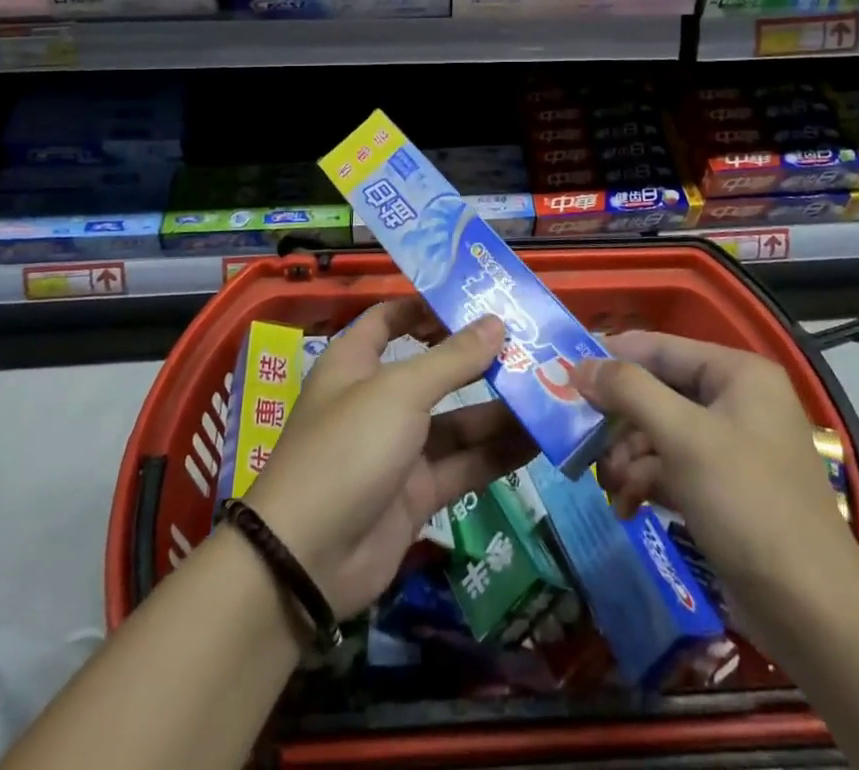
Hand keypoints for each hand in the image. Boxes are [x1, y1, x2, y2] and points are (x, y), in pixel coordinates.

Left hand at [242, 299, 534, 619]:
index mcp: (357, 361)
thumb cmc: (348, 447)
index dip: (428, 306)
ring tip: (550, 391)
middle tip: (532, 345)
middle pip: (434, 369)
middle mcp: (378, 399)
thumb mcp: (400, 392)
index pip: (391, 318)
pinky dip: (497, 453)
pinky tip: (539, 440)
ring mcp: (399, 448)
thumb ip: (452, 359)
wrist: (308, 559)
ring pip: (456, 420)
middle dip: (479, 359)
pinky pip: (464, 464)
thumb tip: (496, 322)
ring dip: (498, 409)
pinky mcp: (417, 492)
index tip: (475, 300)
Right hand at [572, 331, 855, 589]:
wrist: (814, 612)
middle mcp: (737, 400)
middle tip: (583, 444)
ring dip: (629, 458)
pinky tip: (627, 507)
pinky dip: (648, 482)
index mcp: (737, 373)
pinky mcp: (727, 488)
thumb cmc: (748, 504)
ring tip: (610, 488)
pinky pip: (674, 467)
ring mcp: (733, 446)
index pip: (660, 347)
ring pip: (661, 433)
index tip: (565, 374)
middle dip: (620, 422)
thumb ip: (629, 391)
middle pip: (658, 391)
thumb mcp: (683, 438)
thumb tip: (580, 365)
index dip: (612, 357)